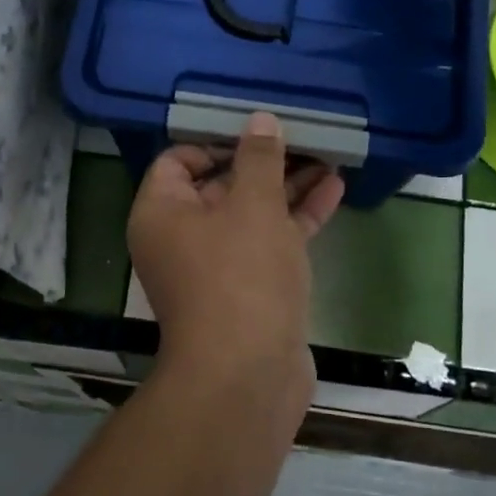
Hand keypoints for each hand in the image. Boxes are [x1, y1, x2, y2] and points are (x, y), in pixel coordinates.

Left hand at [127, 112, 344, 397]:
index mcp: (161, 213)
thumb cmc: (241, 276)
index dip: (216, 141)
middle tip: (302, 136)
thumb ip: (259, 159)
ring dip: (287, 187)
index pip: (178, 161)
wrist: (248, 375)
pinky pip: (269, 242)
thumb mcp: (253, 205)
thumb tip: (260, 120)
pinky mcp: (249, 290)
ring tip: (328, 156)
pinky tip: (334, 190)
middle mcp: (181, 238)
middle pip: (219, 185)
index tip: (256, 131)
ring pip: (251, 214)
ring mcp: (216, 267)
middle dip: (262, 162)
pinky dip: (296, 219)